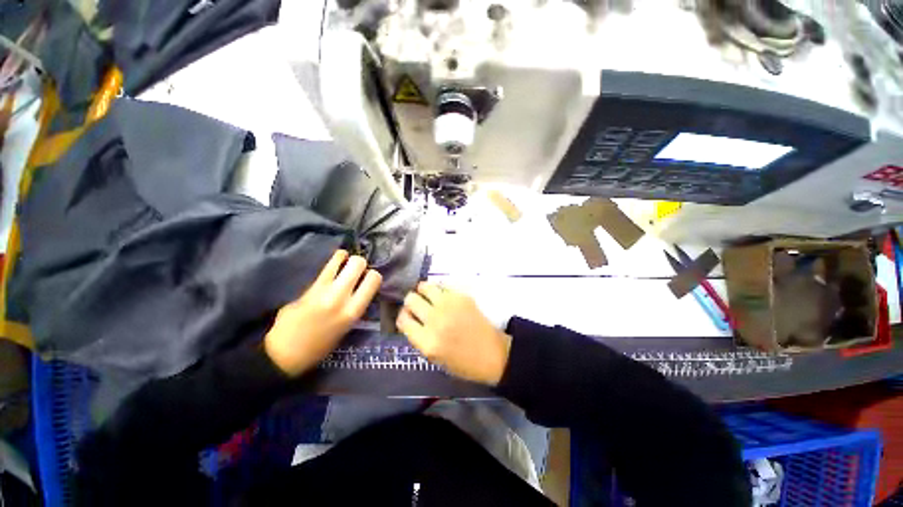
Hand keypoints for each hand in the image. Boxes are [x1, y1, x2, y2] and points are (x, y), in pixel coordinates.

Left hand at [264, 250, 381, 375]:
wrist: (285, 353)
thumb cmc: (320, 346)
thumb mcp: (346, 327)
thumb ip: (354, 306)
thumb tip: (360, 288)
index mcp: (353, 311)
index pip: (374, 279)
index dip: (373, 275)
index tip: (368, 279)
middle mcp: (341, 296)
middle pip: (358, 263)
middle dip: (360, 263)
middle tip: (356, 269)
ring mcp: (323, 289)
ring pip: (340, 258)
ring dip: (344, 257)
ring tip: (343, 260)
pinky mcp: (308, 286)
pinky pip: (325, 266)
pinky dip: (333, 261)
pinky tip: (333, 262)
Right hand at [397, 282, 511, 385]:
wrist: (493, 354)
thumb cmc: (463, 363)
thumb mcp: (434, 358)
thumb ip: (419, 338)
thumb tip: (410, 319)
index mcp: (427, 341)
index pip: (403, 319)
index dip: (403, 316)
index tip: (407, 316)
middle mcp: (435, 320)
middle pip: (410, 299)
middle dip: (411, 303)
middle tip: (418, 306)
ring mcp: (449, 305)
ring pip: (424, 286)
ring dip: (423, 291)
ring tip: (428, 297)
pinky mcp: (461, 296)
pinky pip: (442, 286)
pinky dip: (439, 290)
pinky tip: (443, 297)